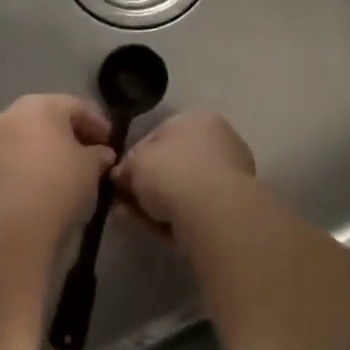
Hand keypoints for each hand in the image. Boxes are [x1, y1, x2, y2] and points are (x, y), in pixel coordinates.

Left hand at [0, 94, 115, 246]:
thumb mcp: (92, 167)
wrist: (12, 229)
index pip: (76, 106)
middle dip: (69, 134)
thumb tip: (101, 154)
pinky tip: (42, 184)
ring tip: (66, 172)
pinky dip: (27, 166)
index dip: (98, 123)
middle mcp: (9, 114)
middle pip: (47, 119)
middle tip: (90, 155)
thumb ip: (99, 153)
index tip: (111, 143)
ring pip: (25, 139)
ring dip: (46, 150)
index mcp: (39, 105)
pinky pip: (10, 159)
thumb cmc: (59, 186)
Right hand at [113, 112, 256, 235]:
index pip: (158, 135)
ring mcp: (228, 177)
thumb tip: (121, 177)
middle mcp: (218, 143)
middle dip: (143, 184)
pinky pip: (192, 210)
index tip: (119, 176)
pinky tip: (147, 229)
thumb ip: (125, 167)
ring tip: (126, 217)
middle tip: (120, 200)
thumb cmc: (171, 172)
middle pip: (171, 164)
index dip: (133, 156)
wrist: (213, 213)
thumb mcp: (134, 163)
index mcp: (198, 120)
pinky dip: (169, 219)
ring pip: (180, 191)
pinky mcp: (230, 209)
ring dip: (151, 204)